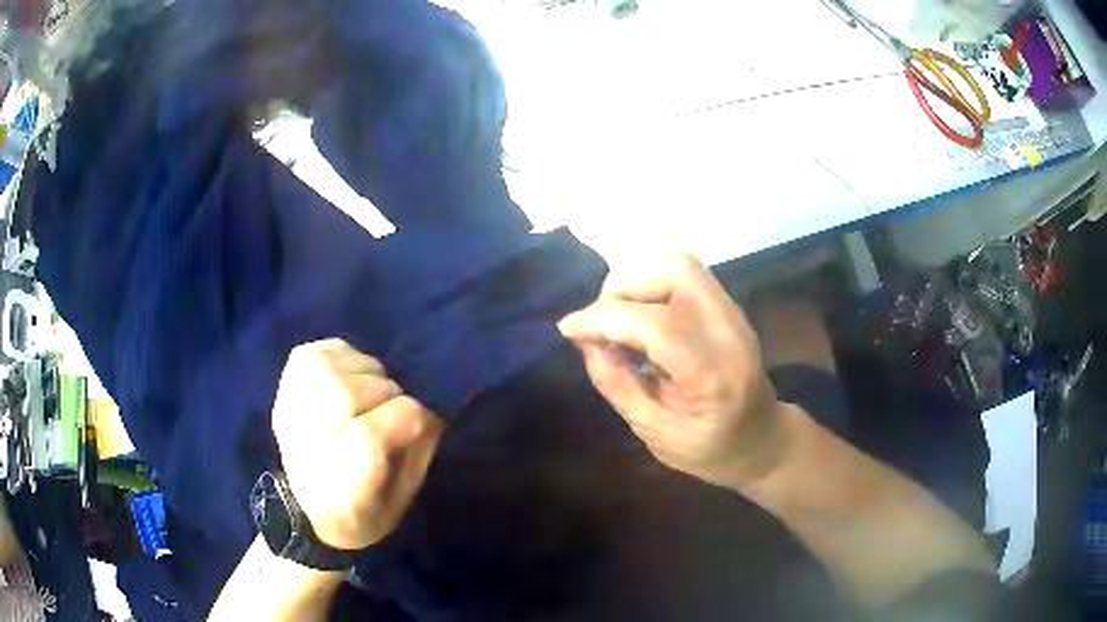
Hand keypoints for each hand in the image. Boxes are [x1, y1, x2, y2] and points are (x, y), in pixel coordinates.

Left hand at [272, 339, 443, 549]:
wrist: (306, 511)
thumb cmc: (362, 512)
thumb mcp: (402, 501)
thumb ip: (418, 454)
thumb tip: (430, 411)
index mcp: (339, 494)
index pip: (368, 437)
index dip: (407, 418)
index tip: (425, 421)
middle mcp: (304, 453)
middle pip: (346, 396)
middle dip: (387, 393)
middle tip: (396, 408)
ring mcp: (287, 416)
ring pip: (330, 370)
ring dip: (366, 373)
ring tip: (374, 393)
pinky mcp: (282, 392)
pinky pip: (316, 354)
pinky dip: (343, 358)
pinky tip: (353, 376)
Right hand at [557, 254, 787, 488]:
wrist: (763, 439)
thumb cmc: (710, 450)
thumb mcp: (656, 433)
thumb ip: (618, 386)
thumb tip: (585, 341)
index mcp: (713, 376)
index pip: (655, 325)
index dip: (603, 318)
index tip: (568, 329)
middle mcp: (729, 332)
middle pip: (674, 271)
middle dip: (623, 287)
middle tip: (603, 323)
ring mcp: (733, 313)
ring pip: (679, 263)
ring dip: (637, 281)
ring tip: (620, 319)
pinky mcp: (729, 306)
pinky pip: (684, 274)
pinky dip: (652, 285)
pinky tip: (642, 319)